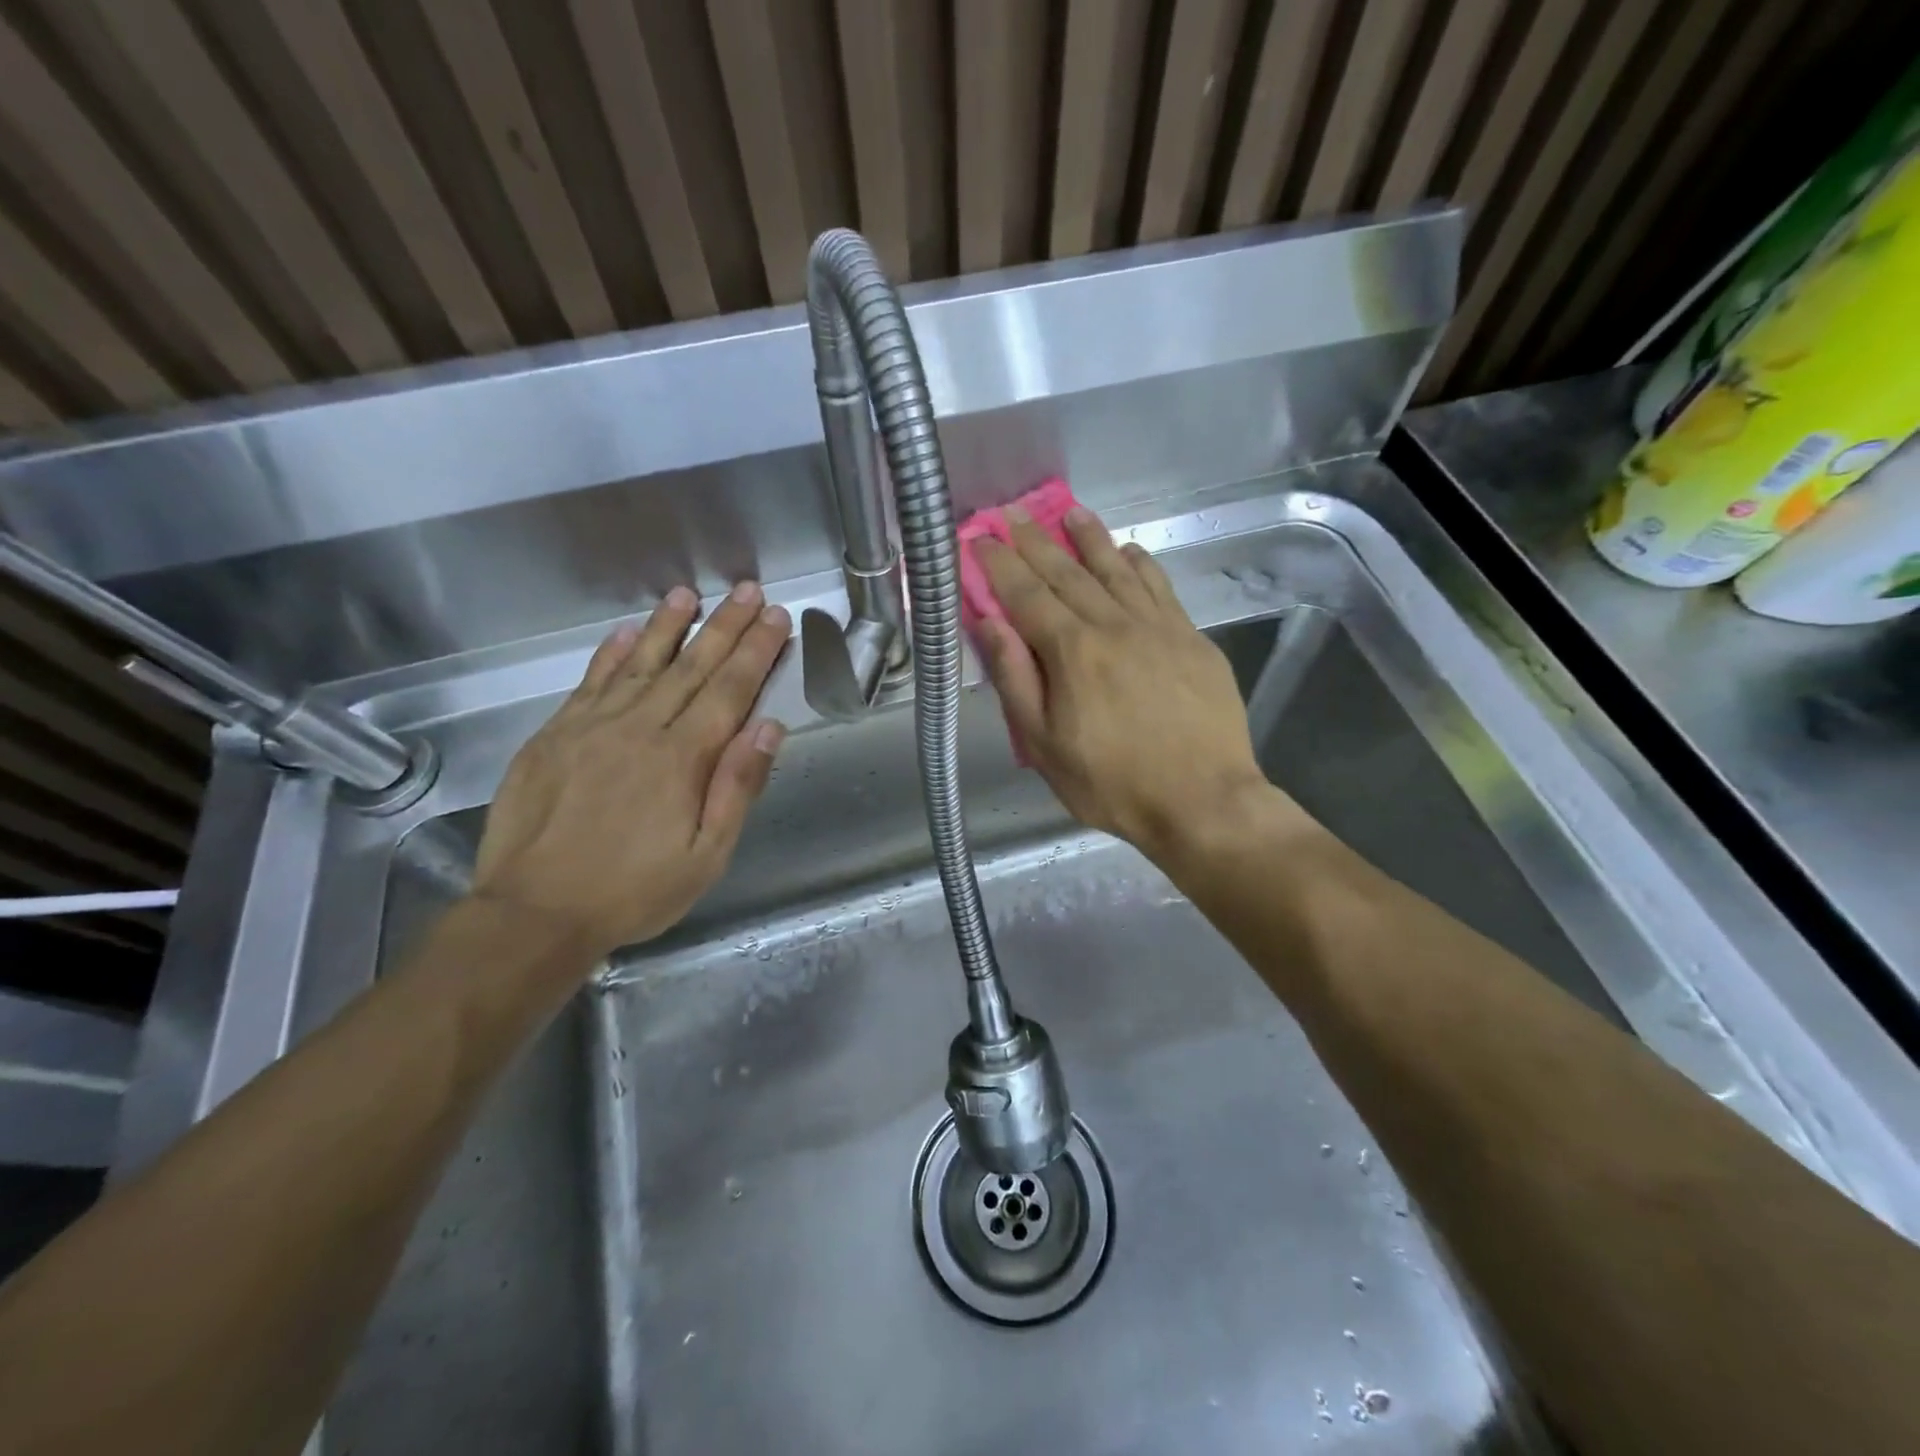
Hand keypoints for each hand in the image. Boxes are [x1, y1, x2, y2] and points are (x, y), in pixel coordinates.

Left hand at [472, 582, 789, 955]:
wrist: (533, 913)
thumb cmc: (632, 892)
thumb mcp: (706, 857)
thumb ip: (737, 788)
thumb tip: (768, 727)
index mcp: (682, 758)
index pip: (729, 690)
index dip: (756, 651)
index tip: (774, 617)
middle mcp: (639, 729)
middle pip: (691, 667)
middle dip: (724, 626)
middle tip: (746, 590)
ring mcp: (591, 727)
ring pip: (639, 663)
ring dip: (667, 626)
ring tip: (688, 595)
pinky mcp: (553, 736)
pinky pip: (589, 683)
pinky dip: (609, 654)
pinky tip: (624, 632)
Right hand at [975, 508, 1267, 860]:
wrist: (1204, 801)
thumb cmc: (1112, 783)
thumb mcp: (1044, 745)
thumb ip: (1016, 679)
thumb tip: (990, 623)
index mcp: (1073, 651)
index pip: (1026, 594)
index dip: (1000, 564)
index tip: (982, 538)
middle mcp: (1114, 625)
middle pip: (1068, 573)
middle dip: (1036, 541)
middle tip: (1014, 514)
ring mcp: (1159, 627)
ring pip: (1117, 569)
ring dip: (1090, 538)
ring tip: (1070, 513)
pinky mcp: (1192, 638)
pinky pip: (1160, 587)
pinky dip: (1140, 564)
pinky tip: (1129, 550)